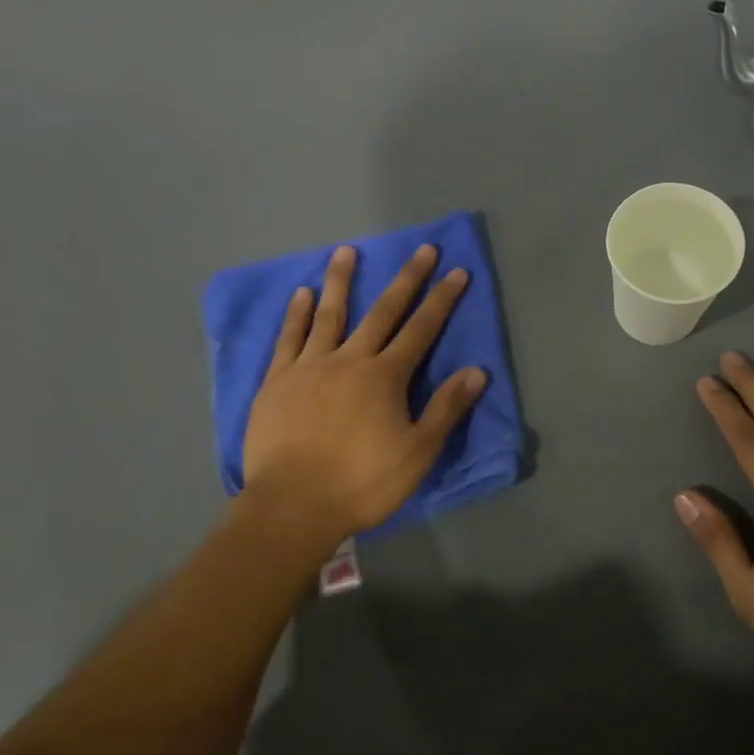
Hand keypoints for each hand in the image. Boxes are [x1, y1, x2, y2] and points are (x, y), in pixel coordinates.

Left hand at [242, 243, 487, 546]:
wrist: (293, 505)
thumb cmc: (362, 482)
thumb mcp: (417, 453)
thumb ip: (445, 409)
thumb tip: (476, 371)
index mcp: (385, 377)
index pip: (421, 330)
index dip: (441, 300)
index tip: (456, 271)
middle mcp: (349, 360)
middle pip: (382, 312)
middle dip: (406, 279)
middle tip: (422, 249)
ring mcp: (309, 367)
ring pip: (329, 314)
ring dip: (341, 281)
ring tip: (346, 251)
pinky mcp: (277, 382)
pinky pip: (288, 338)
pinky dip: (297, 314)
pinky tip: (302, 294)